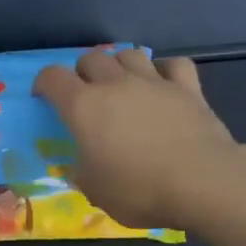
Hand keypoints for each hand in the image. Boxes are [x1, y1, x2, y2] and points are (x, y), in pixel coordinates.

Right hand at [33, 50, 238, 230]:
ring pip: (129, 53)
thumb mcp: (95, 191)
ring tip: (122, 85)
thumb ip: (82, 172)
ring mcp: (153, 82)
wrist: (201, 183)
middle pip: (91, 58)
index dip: (44, 84)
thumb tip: (80, 165)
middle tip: (85, 95)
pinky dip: (164, 70)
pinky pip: (173, 65)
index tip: (44, 98)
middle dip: (82, 72)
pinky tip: (162, 84)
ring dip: (119, 66)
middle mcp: (115, 84)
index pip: (52, 78)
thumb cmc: (138, 190)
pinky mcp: (187, 88)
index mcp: (83, 107)